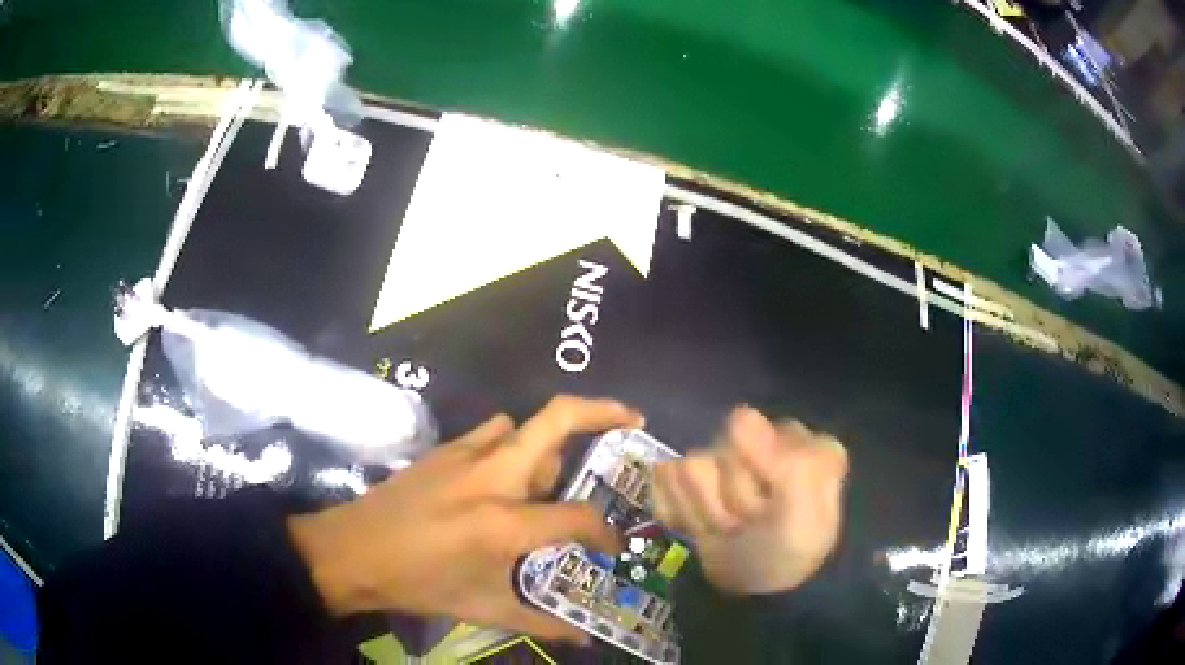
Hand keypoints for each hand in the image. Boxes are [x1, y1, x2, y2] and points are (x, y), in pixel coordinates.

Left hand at [288, 396, 642, 642]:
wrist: (351, 552)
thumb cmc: (418, 584)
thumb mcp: (482, 609)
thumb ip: (540, 623)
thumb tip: (582, 638)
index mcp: (505, 523)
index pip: (578, 516)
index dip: (605, 532)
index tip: (612, 547)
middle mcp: (493, 476)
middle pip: (558, 420)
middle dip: (603, 411)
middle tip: (633, 419)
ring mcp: (465, 455)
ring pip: (524, 426)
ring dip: (548, 443)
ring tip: (552, 476)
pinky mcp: (443, 449)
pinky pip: (491, 432)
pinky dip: (510, 444)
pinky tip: (503, 475)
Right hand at [651, 407, 847, 595]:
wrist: (754, 594)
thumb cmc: (787, 553)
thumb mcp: (800, 517)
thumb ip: (783, 465)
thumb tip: (740, 414)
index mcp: (800, 441)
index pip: (745, 431)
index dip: (752, 477)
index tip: (767, 507)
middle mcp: (765, 439)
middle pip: (716, 452)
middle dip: (729, 502)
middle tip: (749, 525)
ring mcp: (727, 458)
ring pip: (686, 469)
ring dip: (705, 512)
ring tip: (730, 530)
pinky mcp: (694, 479)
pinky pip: (663, 481)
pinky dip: (678, 512)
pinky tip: (703, 527)